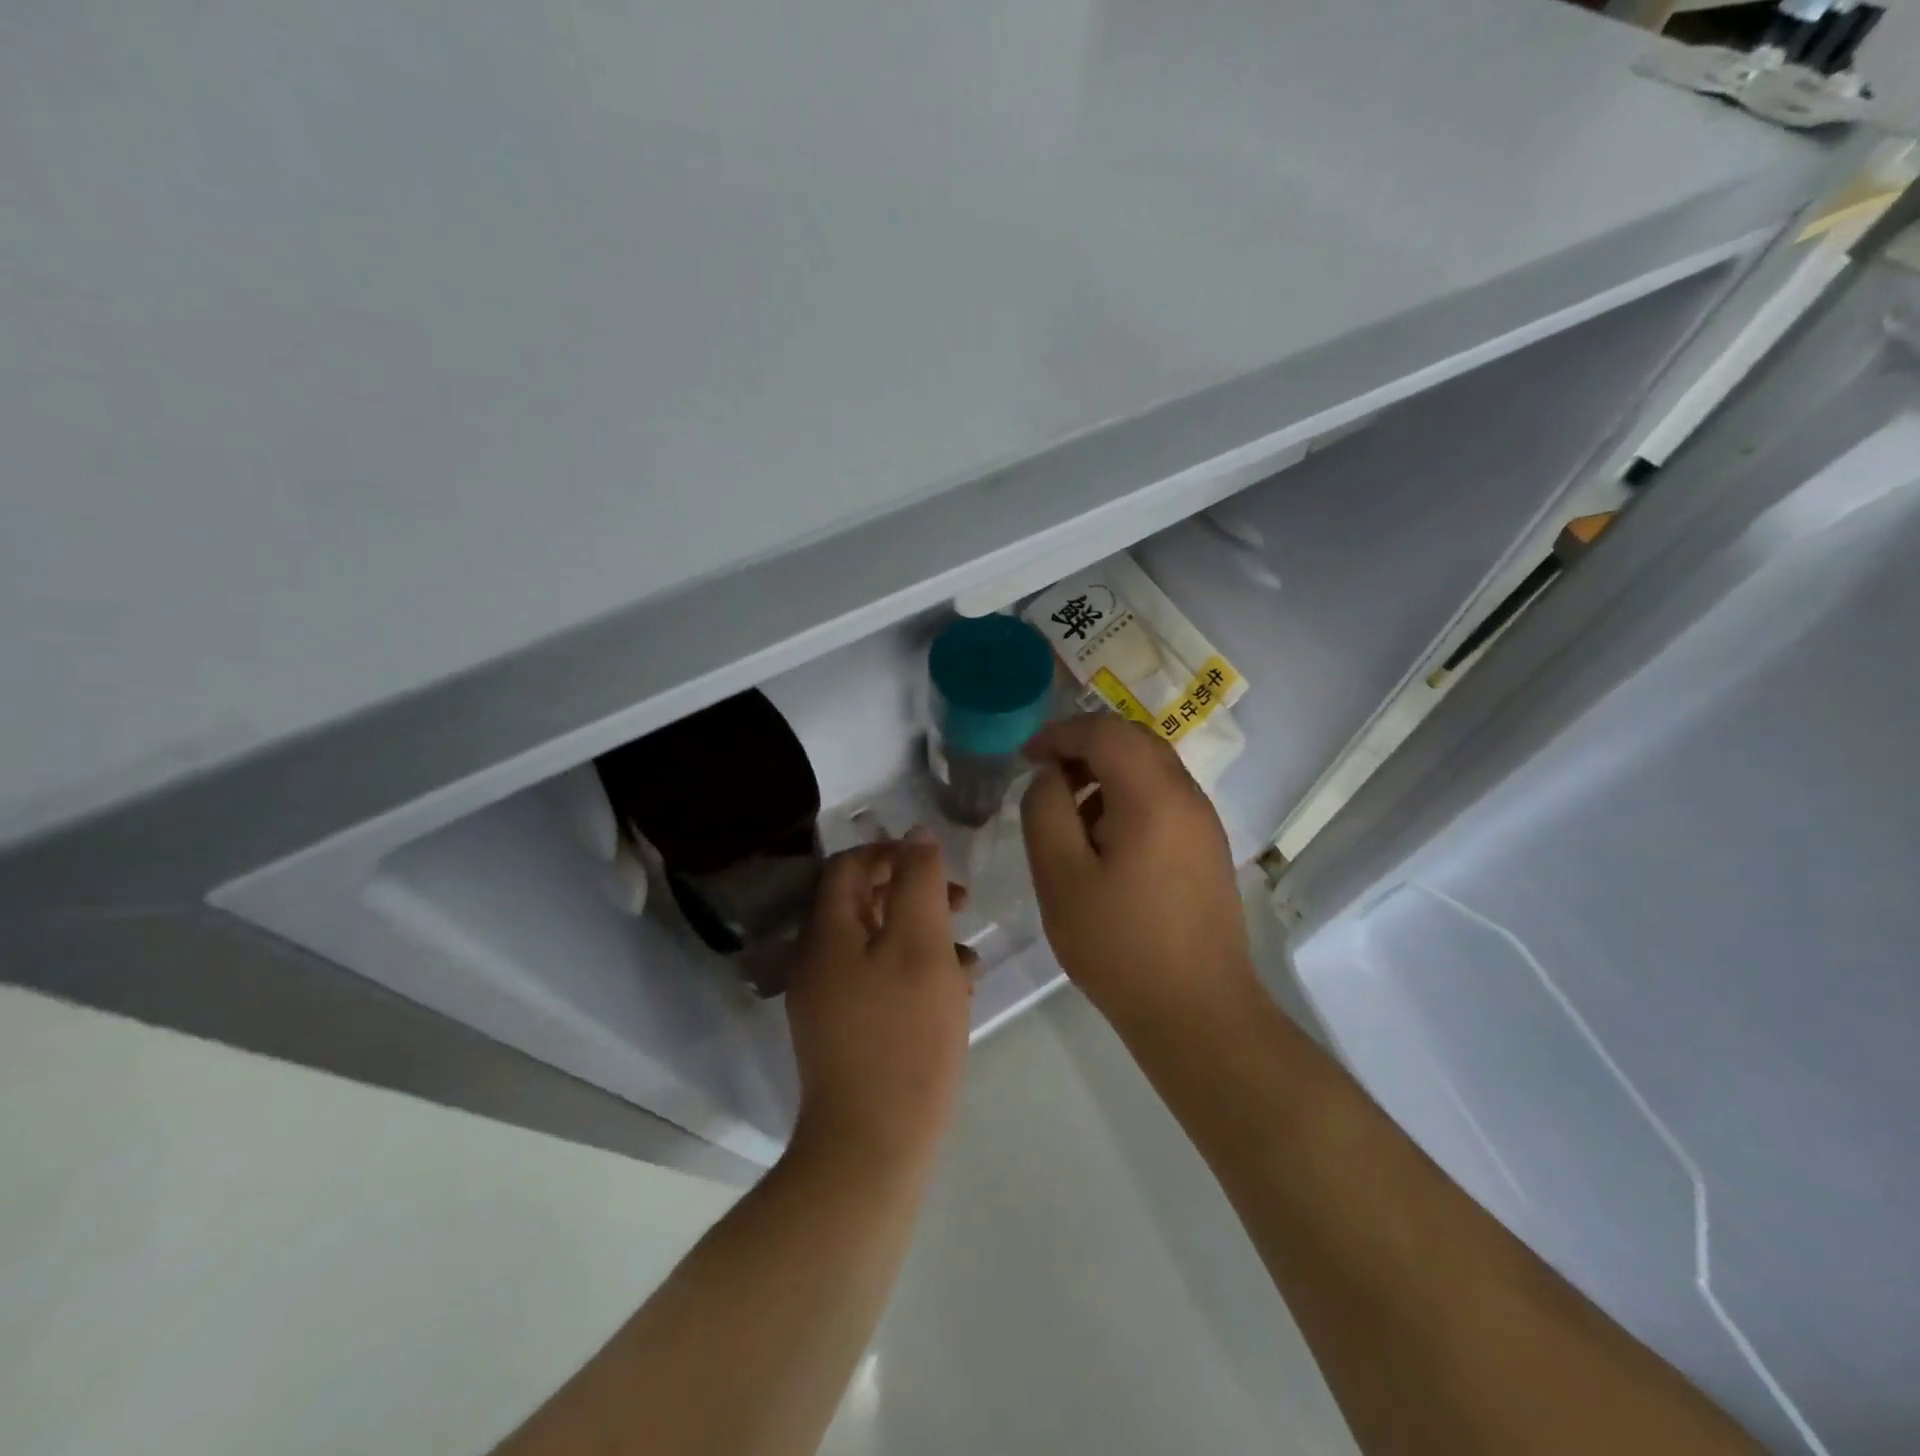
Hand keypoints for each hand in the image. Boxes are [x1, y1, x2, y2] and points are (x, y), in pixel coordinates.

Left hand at [784, 831, 973, 1177]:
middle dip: (914, 894)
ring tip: (968, 955)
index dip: (892, 853)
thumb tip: (917, 835)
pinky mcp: (846, 1033)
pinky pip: (880, 982)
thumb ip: (918, 883)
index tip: (938, 865)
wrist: (871, 1148)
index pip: (848, 866)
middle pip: (863, 904)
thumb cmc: (904, 1038)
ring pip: (878, 944)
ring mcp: (828, 1000)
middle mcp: (817, 961)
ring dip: (922, 936)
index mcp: (826, 933)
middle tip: (961, 903)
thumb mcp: (921, 946)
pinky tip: (956, 993)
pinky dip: (915, 974)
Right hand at [1021, 715, 1258, 1031]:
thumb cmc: (1119, 945)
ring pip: (1151, 768)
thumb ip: (1045, 811)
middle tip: (1045, 777)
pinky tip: (1104, 842)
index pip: (1105, 731)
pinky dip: (1128, 797)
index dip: (1060, 734)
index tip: (1025, 757)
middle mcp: (1188, 797)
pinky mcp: (1207, 848)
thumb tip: (1050, 776)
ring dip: (1106, 772)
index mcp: (1153, 796)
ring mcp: (1204, 823)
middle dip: (1084, 747)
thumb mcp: (1060, 877)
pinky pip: (1164, 799)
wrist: (1197, 1012)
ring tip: (1070, 814)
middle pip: (1134, 741)